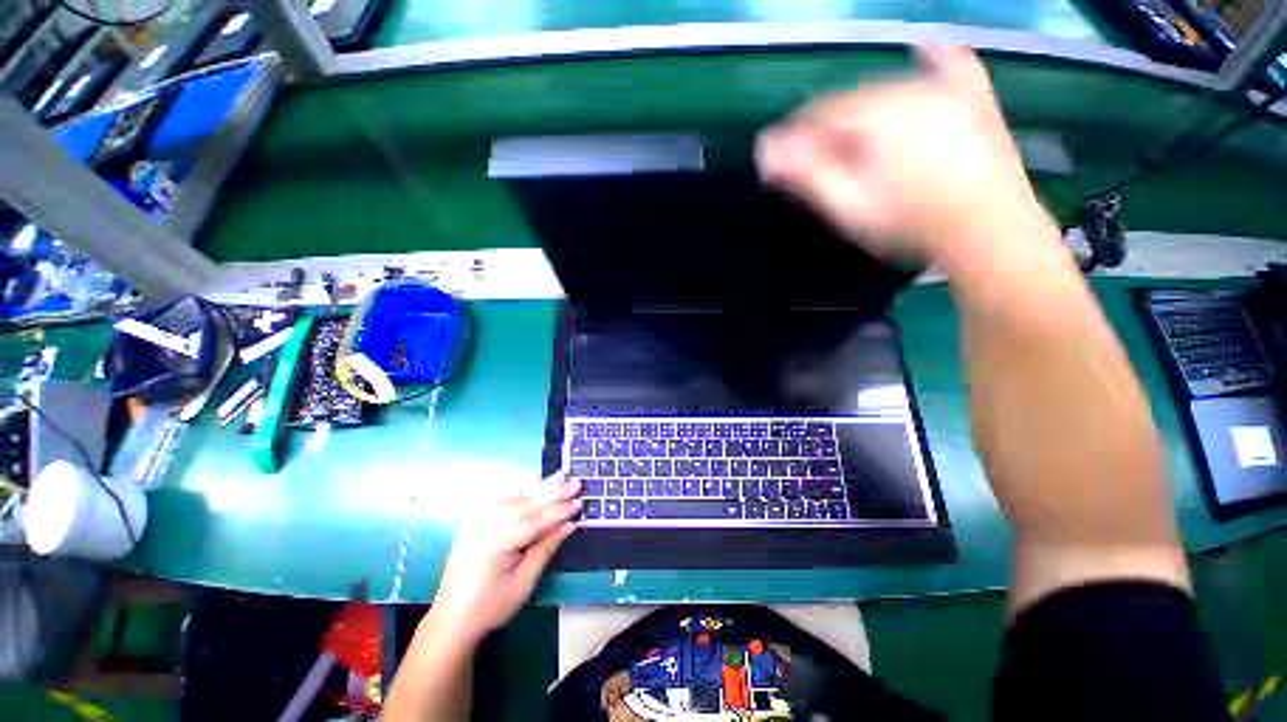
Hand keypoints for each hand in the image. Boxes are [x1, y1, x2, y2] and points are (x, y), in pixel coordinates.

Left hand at [427, 474, 580, 645]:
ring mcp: (476, 521)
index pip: (535, 520)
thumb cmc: (491, 606)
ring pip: (514, 498)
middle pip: (525, 503)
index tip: (579, 501)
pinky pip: (500, 501)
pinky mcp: (473, 522)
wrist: (452, 620)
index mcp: (495, 542)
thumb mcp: (524, 582)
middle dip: (552, 492)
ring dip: (538, 488)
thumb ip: (546, 548)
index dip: (559, 511)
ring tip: (560, 477)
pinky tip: (533, 489)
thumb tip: (570, 524)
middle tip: (575, 482)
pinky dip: (521, 494)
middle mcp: (484, 524)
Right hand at [757, 43, 1056, 270]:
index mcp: (874, 115)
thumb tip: (766, 149)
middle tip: (814, 163)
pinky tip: (925, 47)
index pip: (818, 114)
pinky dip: (935, 58)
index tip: (778, 164)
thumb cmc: (910, 224)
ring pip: (889, 88)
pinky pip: (952, 65)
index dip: (793, 138)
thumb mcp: (847, 206)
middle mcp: (908, 88)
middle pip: (850, 100)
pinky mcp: (975, 99)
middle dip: (825, 128)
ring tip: (850, 142)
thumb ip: (806, 175)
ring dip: (861, 110)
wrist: (988, 232)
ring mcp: (946, 89)